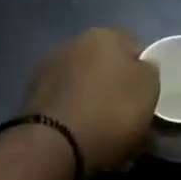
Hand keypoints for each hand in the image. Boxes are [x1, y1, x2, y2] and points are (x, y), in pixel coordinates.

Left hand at [21, 28, 159, 173]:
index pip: (133, 45)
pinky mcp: (31, 96)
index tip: (147, 97)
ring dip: (94, 102)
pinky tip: (82, 138)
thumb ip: (149, 71)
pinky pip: (66, 104)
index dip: (143, 71)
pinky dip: (74, 116)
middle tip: (128, 116)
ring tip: (104, 134)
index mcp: (104, 35)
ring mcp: (48, 68)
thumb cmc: (110, 112)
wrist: (54, 144)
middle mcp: (73, 43)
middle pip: (105, 65)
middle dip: (115, 87)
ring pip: (84, 85)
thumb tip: (141, 65)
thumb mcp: (149, 90)